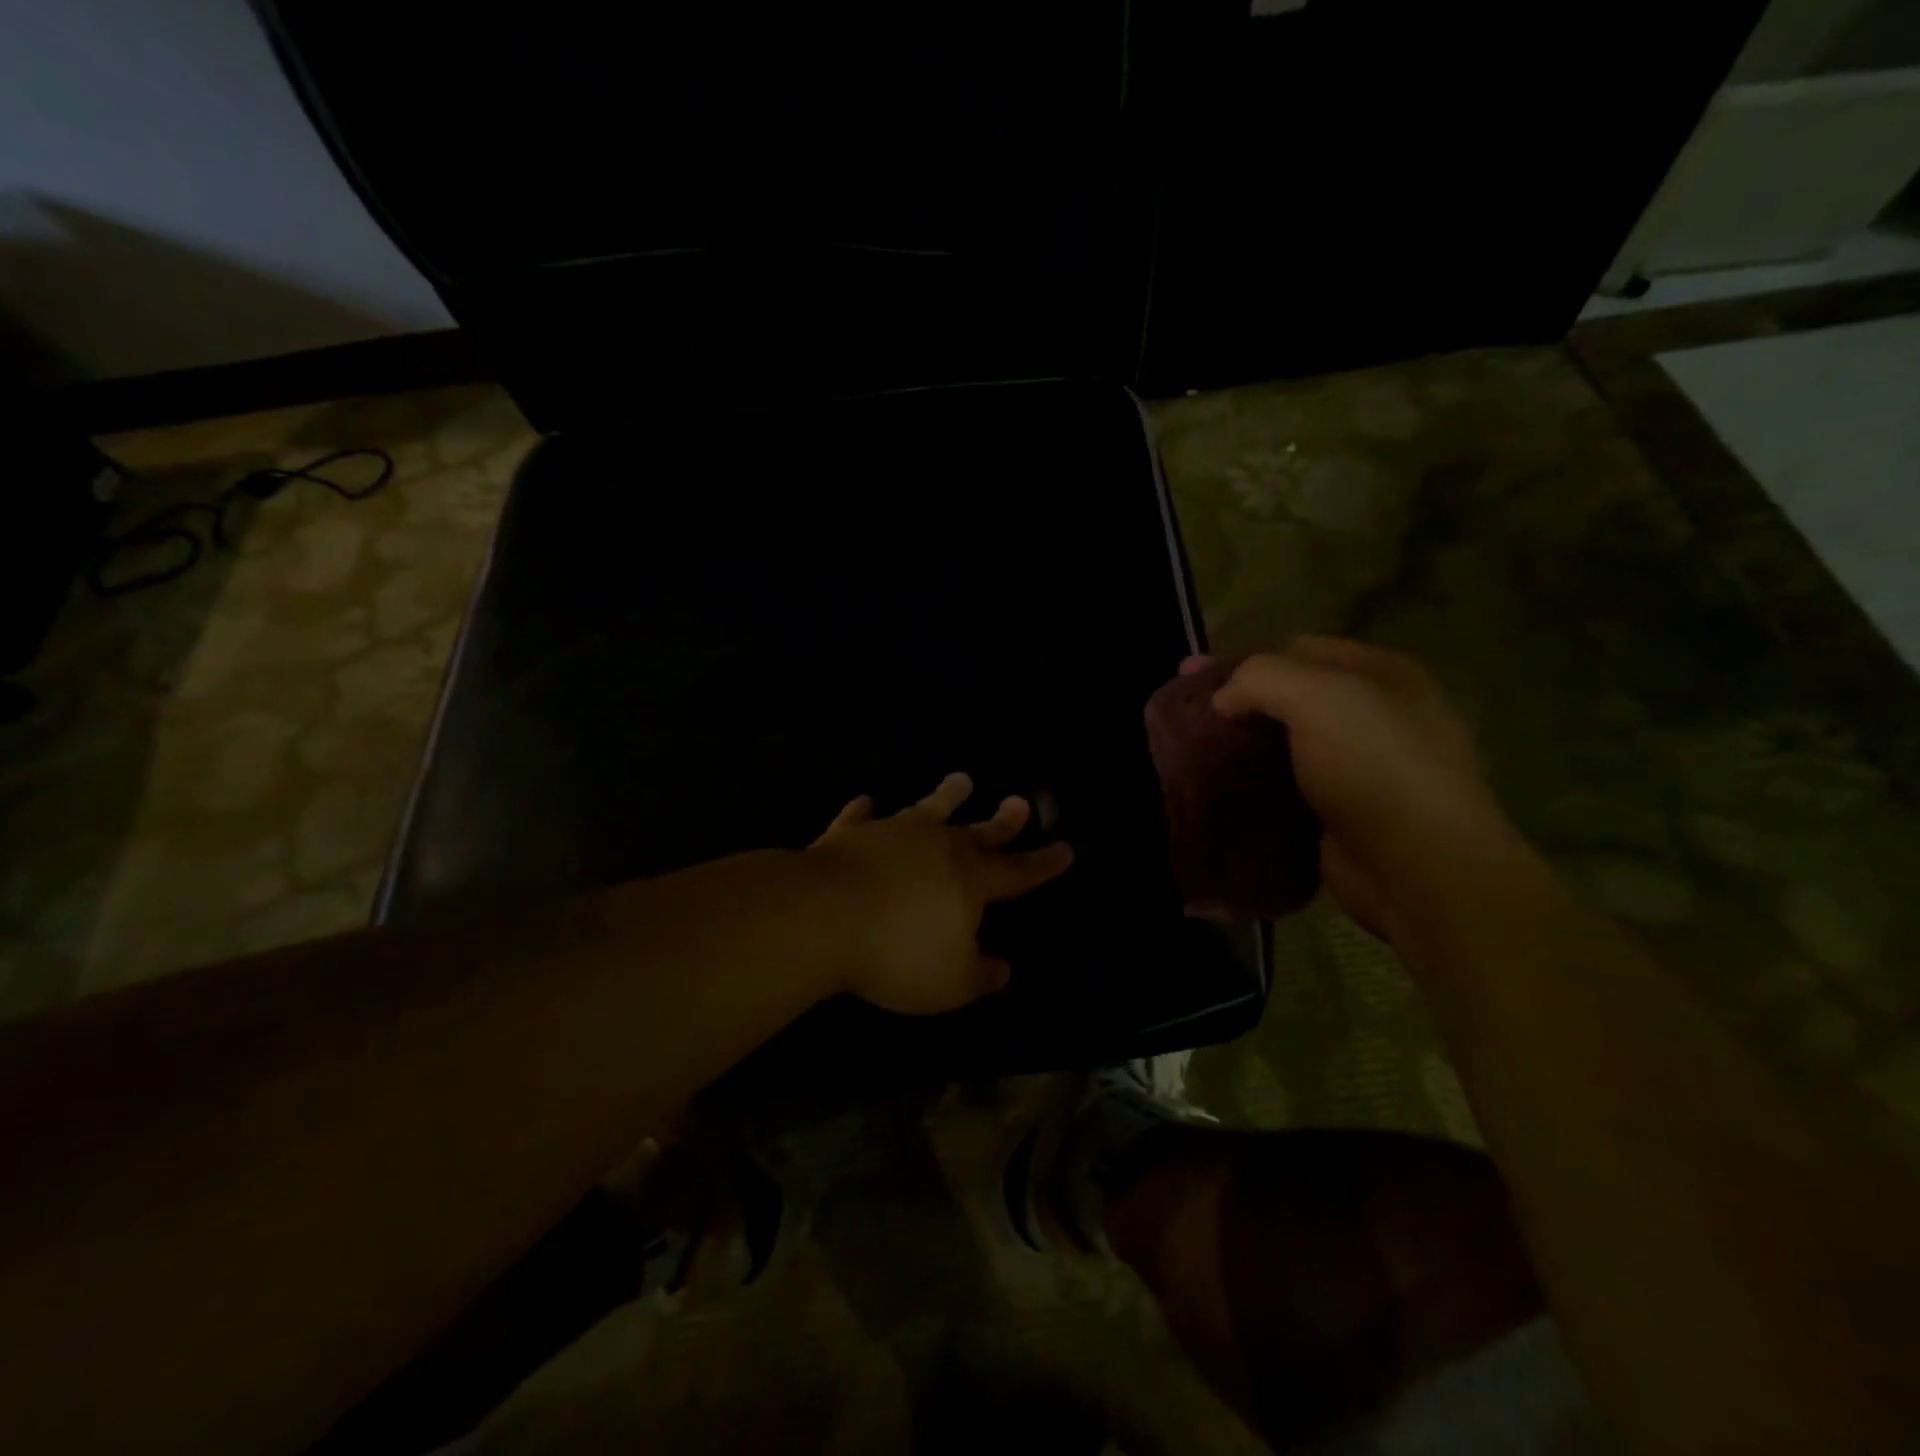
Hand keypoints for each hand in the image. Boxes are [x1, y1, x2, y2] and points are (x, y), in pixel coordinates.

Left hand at [807, 773, 1073, 1014]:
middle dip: (1003, 821)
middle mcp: (937, 847)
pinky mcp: (849, 834)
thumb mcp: (951, 983)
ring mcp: (892, 834)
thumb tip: (1002, 967)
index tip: (1065, 849)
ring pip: (927, 809)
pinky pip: (860, 817)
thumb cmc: (898, 953)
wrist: (824, 915)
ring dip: (946, 795)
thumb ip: (980, 975)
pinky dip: (864, 811)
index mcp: (970, 880)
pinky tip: (865, 801)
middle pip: (978, 831)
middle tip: (1020, 802)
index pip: (1017, 872)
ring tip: (962, 779)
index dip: (1042, 864)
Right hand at [1205, 638, 1515, 940]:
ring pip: (1282, 744)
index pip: (1298, 650)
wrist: (1418, 868)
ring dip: (1238, 746)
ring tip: (1188, 751)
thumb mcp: (1318, 697)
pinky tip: (1214, 788)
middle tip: (1183, 712)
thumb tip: (1223, 699)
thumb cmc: (1375, 767)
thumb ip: (1260, 678)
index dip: (1243, 658)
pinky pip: (1282, 786)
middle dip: (1235, 702)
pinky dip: (1249, 785)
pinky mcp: (1337, 812)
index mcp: (1380, 675)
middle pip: (1288, 697)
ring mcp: (1357, 768)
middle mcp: (1373, 716)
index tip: (1191, 674)